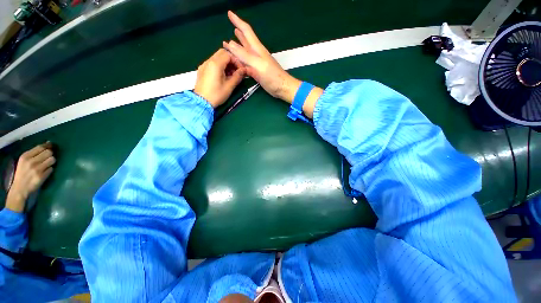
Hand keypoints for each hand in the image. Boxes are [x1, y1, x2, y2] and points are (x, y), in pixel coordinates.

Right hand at [5, 142, 55, 212]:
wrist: (20, 188)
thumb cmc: (23, 173)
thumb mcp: (24, 161)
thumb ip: (34, 153)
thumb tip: (48, 144)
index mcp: (25, 156)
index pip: (41, 147)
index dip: (48, 147)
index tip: (50, 147)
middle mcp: (31, 161)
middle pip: (49, 152)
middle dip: (50, 154)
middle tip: (48, 158)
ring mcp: (37, 169)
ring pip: (52, 159)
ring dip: (52, 162)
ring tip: (47, 165)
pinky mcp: (42, 176)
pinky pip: (51, 169)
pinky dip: (50, 169)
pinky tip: (45, 172)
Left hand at [194, 48, 245, 107]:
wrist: (202, 102)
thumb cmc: (217, 94)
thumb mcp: (229, 86)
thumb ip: (237, 76)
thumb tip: (244, 70)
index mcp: (215, 64)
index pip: (228, 55)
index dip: (236, 61)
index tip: (241, 70)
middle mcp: (208, 61)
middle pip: (222, 53)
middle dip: (231, 60)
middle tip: (236, 71)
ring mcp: (204, 65)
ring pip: (217, 58)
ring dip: (225, 63)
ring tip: (231, 75)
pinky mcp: (202, 70)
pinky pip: (212, 63)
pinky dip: (219, 66)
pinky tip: (223, 76)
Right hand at [222, 11, 300, 102]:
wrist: (282, 88)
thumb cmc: (272, 76)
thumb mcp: (258, 64)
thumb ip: (245, 55)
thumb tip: (230, 43)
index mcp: (257, 49)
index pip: (246, 31)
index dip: (238, 21)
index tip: (229, 13)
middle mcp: (256, 54)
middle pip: (245, 40)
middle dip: (238, 32)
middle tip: (230, 26)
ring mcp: (257, 63)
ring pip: (245, 52)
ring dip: (237, 46)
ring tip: (229, 41)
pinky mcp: (257, 72)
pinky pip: (246, 63)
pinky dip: (239, 60)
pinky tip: (237, 61)